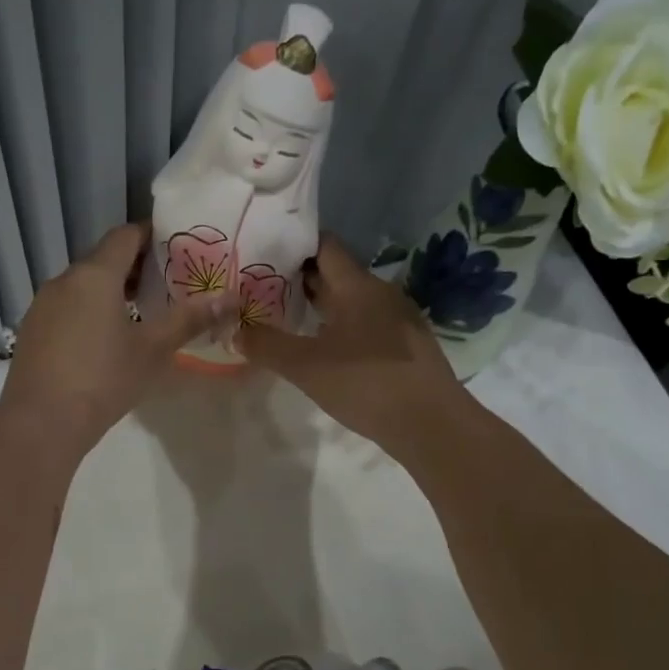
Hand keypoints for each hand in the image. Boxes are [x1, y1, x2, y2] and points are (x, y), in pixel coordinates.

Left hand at [0, 222, 233, 456]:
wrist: (41, 422)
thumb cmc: (103, 379)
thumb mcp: (152, 350)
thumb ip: (189, 320)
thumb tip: (230, 299)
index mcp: (95, 275)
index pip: (125, 236)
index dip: (151, 236)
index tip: (176, 248)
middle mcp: (64, 280)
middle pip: (103, 259)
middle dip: (135, 267)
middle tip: (167, 283)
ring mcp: (42, 305)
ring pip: (82, 285)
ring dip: (111, 290)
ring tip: (140, 312)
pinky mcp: (32, 331)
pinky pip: (66, 307)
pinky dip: (89, 310)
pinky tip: (104, 339)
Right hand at [239, 235, 467, 459]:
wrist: (432, 424)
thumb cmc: (367, 384)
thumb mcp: (306, 367)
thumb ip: (267, 346)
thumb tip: (236, 331)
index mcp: (358, 286)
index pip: (325, 246)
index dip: (294, 245)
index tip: (263, 254)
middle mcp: (381, 293)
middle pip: (336, 274)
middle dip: (300, 279)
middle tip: (262, 288)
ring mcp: (398, 320)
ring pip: (351, 302)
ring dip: (320, 307)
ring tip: (285, 318)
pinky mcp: (406, 346)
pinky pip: (365, 324)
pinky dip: (340, 328)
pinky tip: (324, 350)